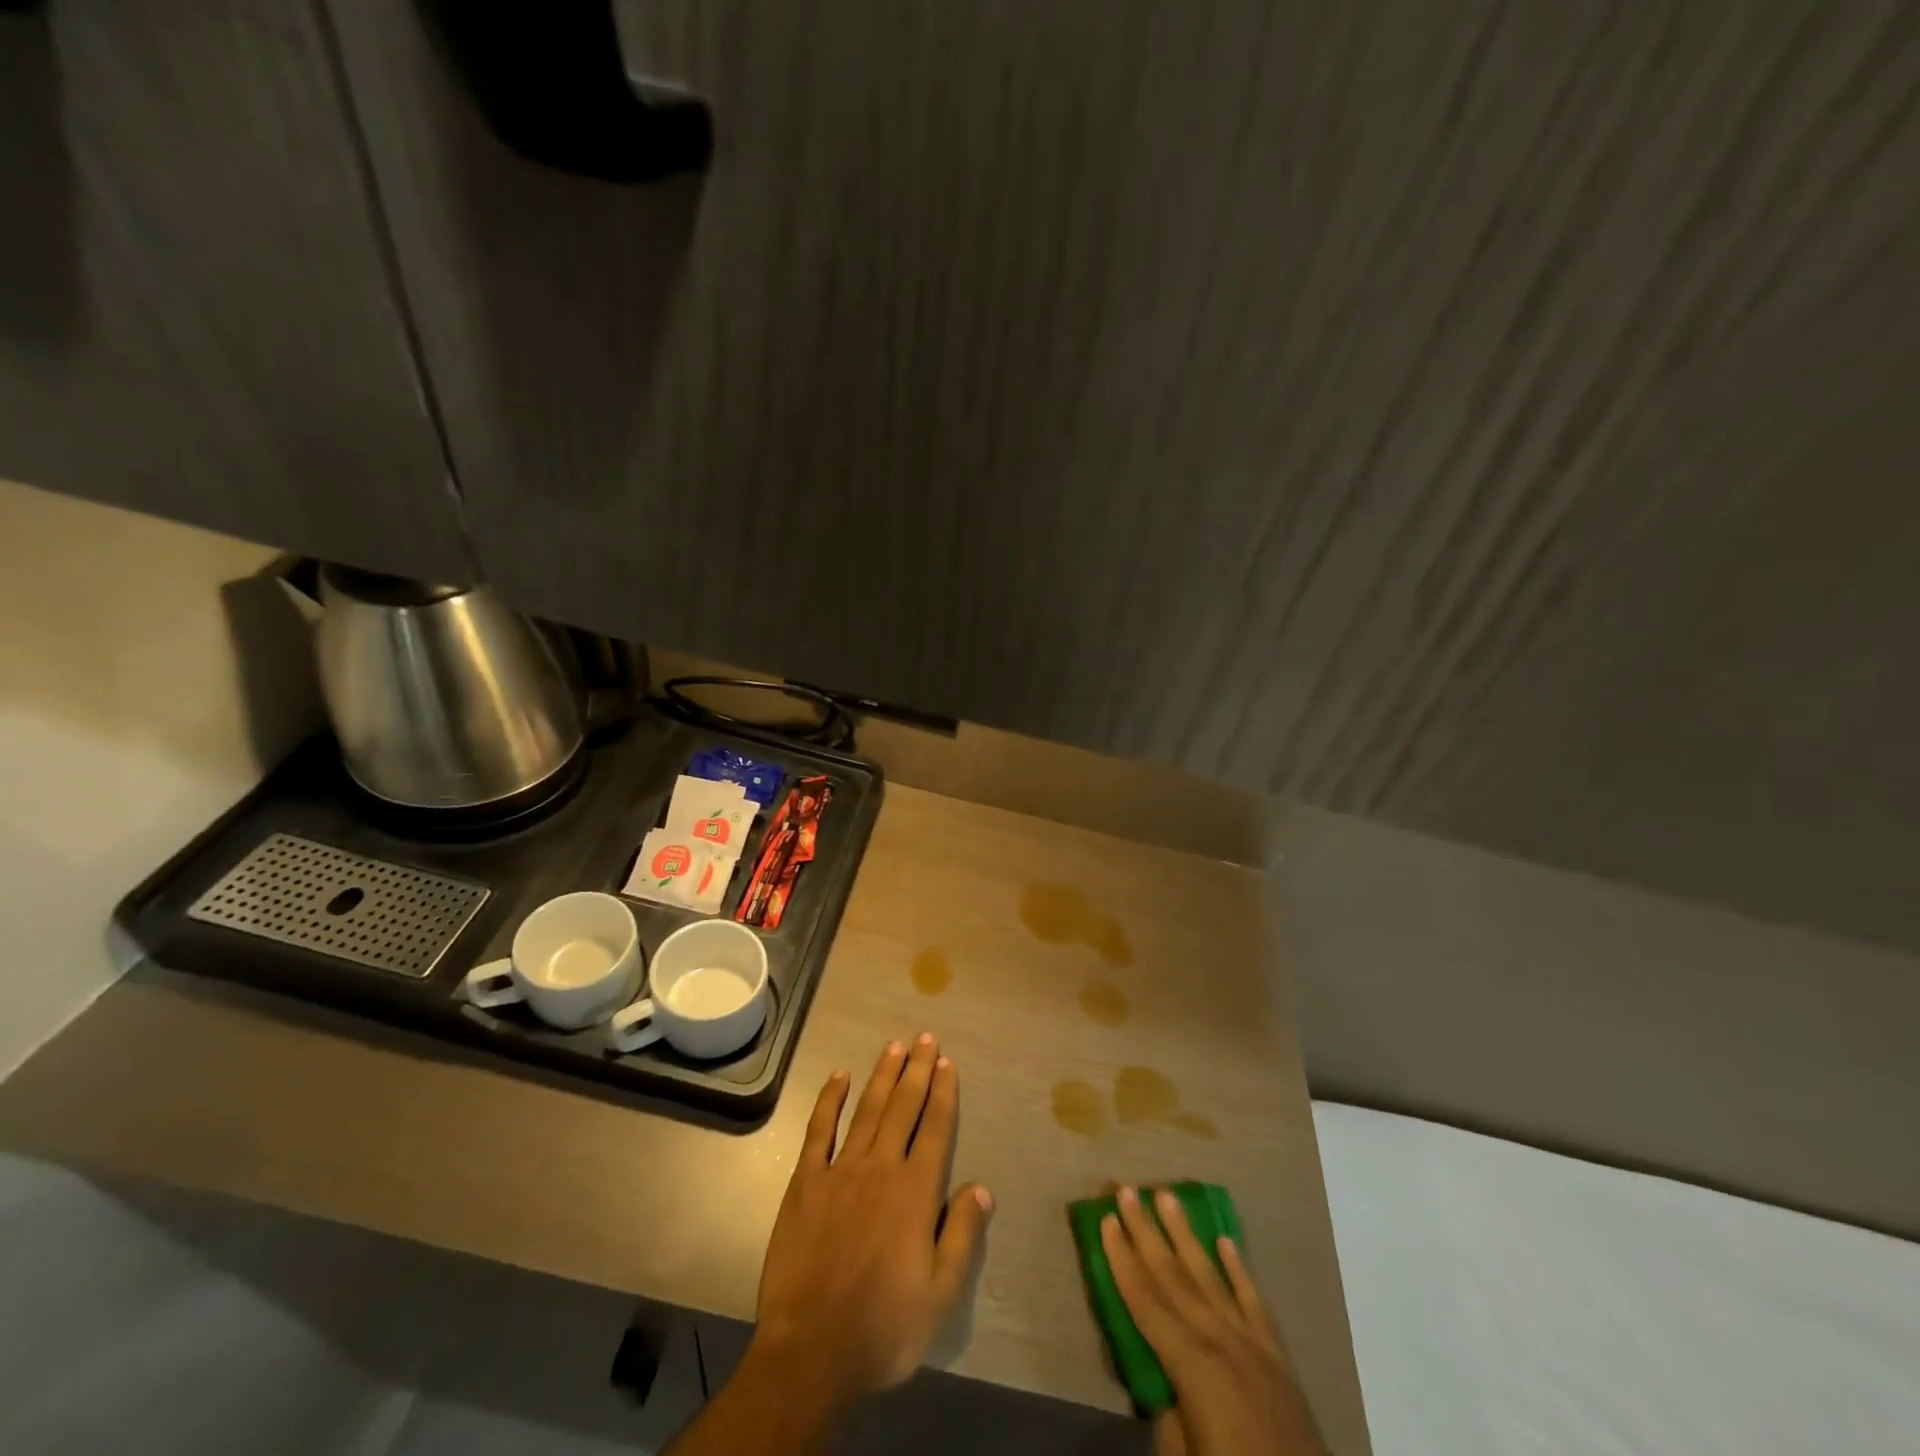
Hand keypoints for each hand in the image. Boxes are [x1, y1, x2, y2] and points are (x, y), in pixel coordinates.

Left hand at [751, 1035, 992, 1404]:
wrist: (811, 1351)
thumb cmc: (884, 1327)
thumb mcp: (941, 1294)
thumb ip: (962, 1236)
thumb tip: (982, 1188)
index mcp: (916, 1192)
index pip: (935, 1127)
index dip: (943, 1092)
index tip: (947, 1062)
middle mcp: (881, 1168)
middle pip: (903, 1107)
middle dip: (917, 1069)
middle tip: (925, 1037)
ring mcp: (840, 1171)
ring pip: (867, 1110)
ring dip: (883, 1075)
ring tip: (894, 1046)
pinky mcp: (805, 1182)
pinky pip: (819, 1130)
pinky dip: (829, 1100)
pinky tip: (839, 1076)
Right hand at [1103, 1186, 1326, 1455]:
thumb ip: (1166, 1411)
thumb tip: (1158, 1378)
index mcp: (1191, 1363)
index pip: (1145, 1300)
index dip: (1122, 1259)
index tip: (1105, 1218)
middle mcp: (1218, 1339)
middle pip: (1173, 1275)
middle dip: (1145, 1231)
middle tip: (1126, 1190)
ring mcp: (1251, 1343)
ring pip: (1210, 1275)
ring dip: (1185, 1234)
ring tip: (1167, 1196)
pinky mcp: (1277, 1356)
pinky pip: (1254, 1302)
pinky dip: (1238, 1269)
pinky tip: (1225, 1241)